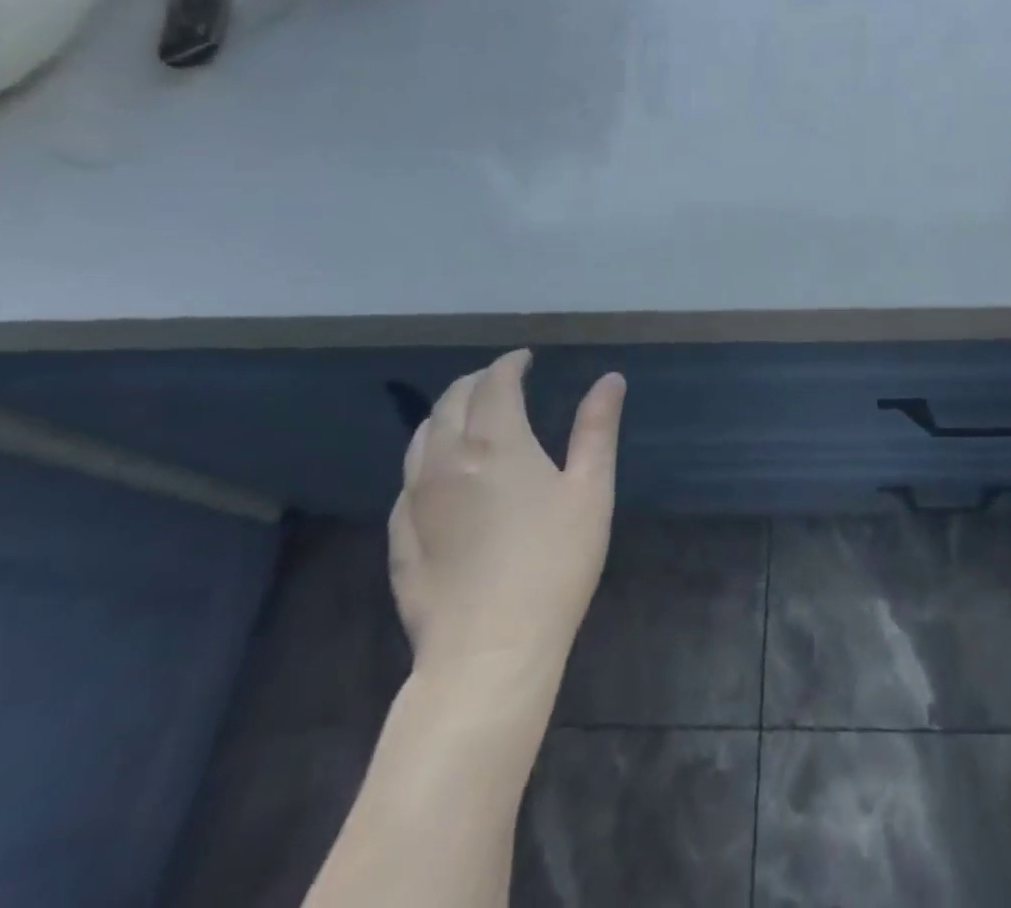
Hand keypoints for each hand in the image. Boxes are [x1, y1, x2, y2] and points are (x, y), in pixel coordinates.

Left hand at [389, 350, 624, 685]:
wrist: (488, 651)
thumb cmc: (553, 562)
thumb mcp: (590, 490)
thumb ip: (597, 428)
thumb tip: (610, 379)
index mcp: (494, 441)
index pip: (495, 383)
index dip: (510, 364)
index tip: (525, 359)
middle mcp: (446, 459)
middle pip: (451, 401)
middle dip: (476, 381)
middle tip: (500, 380)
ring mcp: (415, 500)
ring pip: (421, 437)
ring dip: (444, 414)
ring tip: (467, 415)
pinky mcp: (400, 538)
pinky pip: (408, 480)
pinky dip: (426, 457)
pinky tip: (441, 474)